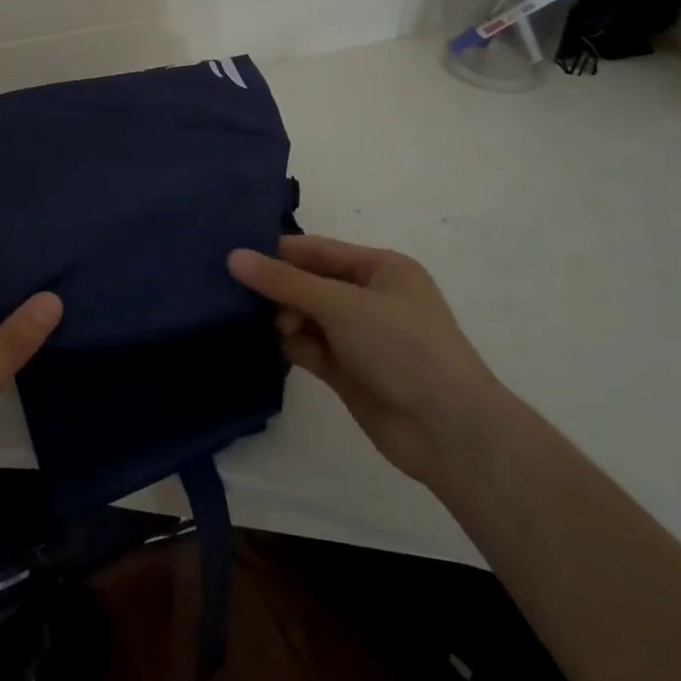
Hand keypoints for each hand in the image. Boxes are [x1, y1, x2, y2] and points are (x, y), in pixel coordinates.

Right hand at [228, 234, 504, 488]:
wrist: (447, 429)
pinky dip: (299, 347)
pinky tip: (290, 351)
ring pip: (308, 317)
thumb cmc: (400, 347)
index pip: (318, 251)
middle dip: (281, 290)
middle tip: (248, 300)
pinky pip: (313, 348)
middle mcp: (371, 298)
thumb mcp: (340, 304)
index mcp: (381, 268)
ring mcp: (361, 337)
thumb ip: (283, 281)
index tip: (235, 258)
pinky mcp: (351, 371)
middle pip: (311, 283)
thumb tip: (233, 257)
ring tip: (281, 330)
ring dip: (289, 320)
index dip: (278, 252)